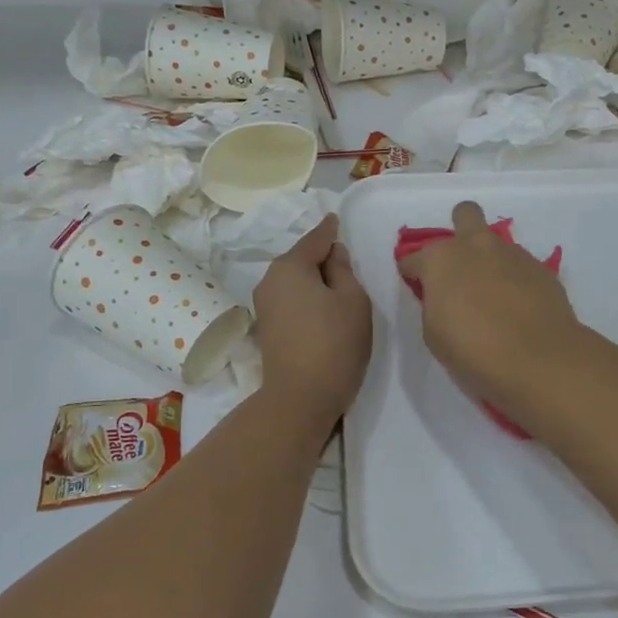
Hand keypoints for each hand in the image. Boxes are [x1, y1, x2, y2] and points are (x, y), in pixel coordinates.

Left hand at [252, 215, 371, 425]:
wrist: (300, 398)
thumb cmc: (334, 343)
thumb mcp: (352, 300)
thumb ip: (343, 270)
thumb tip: (333, 254)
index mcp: (289, 266)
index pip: (316, 239)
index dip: (330, 230)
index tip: (336, 219)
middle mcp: (269, 280)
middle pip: (301, 259)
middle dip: (322, 257)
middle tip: (348, 261)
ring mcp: (264, 306)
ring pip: (295, 281)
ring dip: (315, 280)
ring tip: (339, 287)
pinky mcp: (267, 328)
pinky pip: (291, 300)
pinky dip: (307, 298)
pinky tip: (323, 307)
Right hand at [397, 201, 581, 415]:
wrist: (537, 359)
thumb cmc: (473, 350)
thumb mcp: (434, 334)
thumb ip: (434, 305)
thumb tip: (443, 298)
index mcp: (441, 259)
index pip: (413, 258)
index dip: (412, 273)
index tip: (417, 287)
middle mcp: (476, 246)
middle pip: (465, 215)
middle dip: (460, 231)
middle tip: (461, 265)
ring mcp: (513, 254)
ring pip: (496, 243)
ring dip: (490, 261)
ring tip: (494, 296)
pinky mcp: (542, 269)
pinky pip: (521, 266)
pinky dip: (515, 280)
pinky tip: (518, 307)